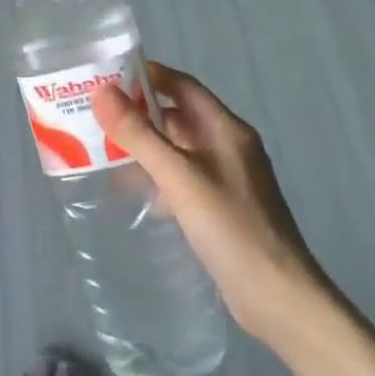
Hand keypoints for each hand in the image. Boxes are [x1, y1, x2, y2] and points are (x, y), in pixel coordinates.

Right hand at [92, 63, 333, 347]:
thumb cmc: (231, 229)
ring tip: (104, 148)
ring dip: (146, 144)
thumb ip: (140, 135)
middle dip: (140, 112)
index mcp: (226, 129)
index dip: (148, 76)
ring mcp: (227, 178)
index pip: (183, 86)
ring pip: (179, 148)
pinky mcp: (222, 207)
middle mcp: (229, 146)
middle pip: (179, 115)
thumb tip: (102, 91)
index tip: (107, 76)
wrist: (278, 299)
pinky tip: (135, 190)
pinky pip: (183, 177)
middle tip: (96, 114)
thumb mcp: (180, 177)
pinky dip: (158, 175)